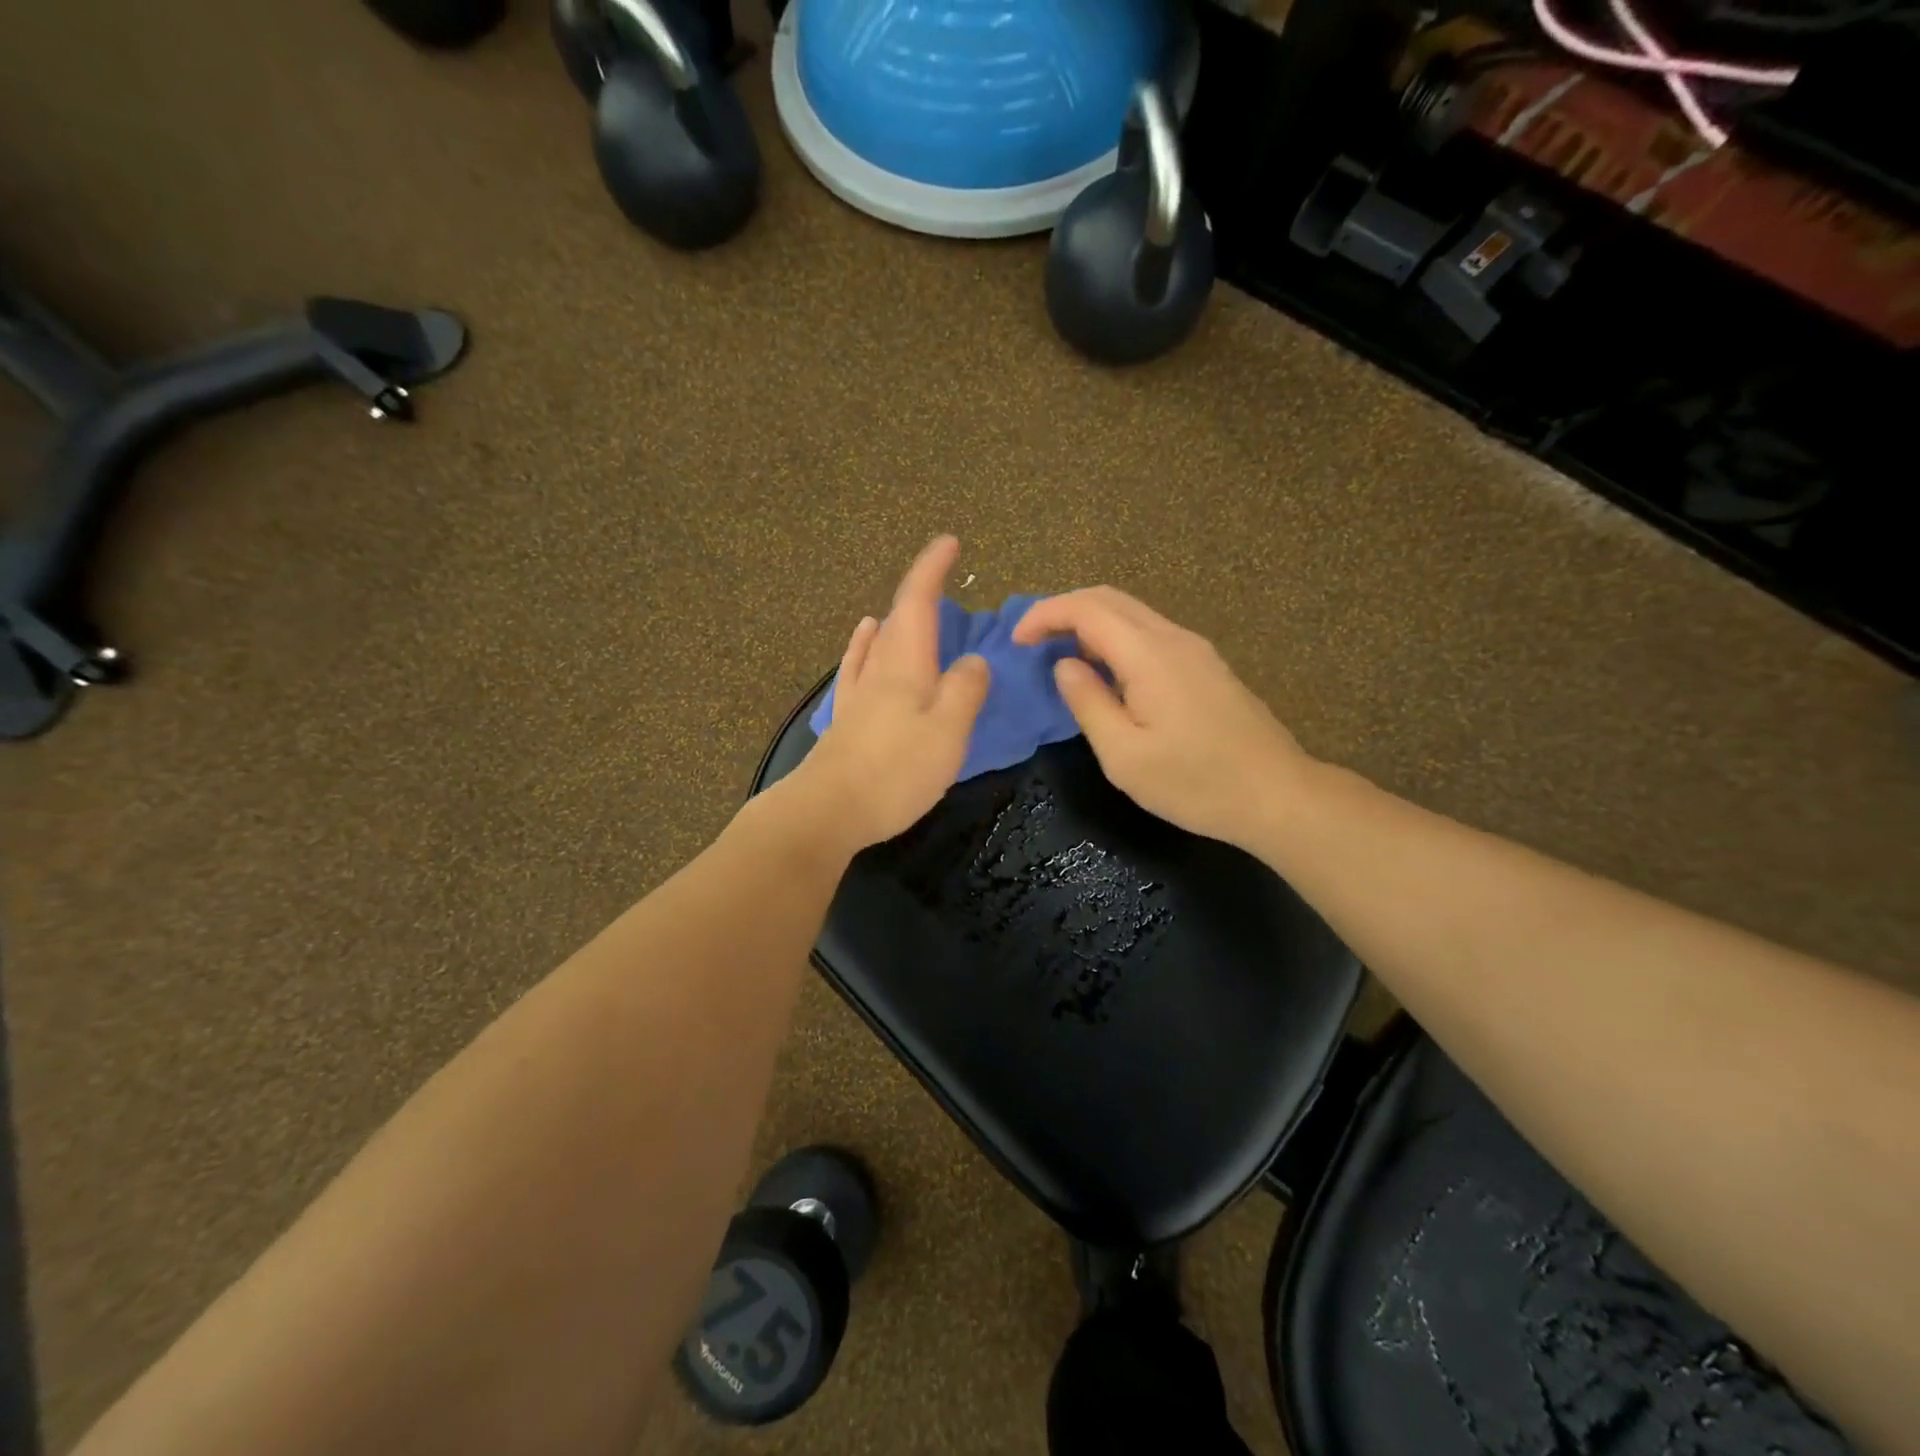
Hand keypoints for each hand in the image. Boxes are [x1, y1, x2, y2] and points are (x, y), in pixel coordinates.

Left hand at [798, 536, 990, 848]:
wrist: (826, 812)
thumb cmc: (894, 772)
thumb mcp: (947, 732)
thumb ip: (965, 691)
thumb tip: (973, 661)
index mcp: (906, 665)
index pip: (917, 602)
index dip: (932, 569)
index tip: (949, 542)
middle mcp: (878, 669)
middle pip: (898, 618)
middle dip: (920, 593)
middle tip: (943, 583)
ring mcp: (857, 694)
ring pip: (878, 642)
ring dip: (896, 620)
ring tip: (911, 611)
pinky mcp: (846, 719)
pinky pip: (859, 666)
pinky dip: (866, 645)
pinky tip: (864, 639)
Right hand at [1013, 587, 1310, 850]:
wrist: (1277, 795)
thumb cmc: (1196, 783)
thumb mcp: (1124, 756)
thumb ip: (1088, 703)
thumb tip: (1065, 666)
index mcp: (1149, 655)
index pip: (1086, 609)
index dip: (1044, 615)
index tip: (1016, 641)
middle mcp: (1173, 638)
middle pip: (1109, 598)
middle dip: (1063, 610)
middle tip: (1032, 642)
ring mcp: (1195, 649)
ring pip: (1132, 613)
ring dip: (1090, 622)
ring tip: (1061, 655)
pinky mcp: (1206, 666)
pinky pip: (1150, 633)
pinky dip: (1115, 638)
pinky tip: (1106, 671)